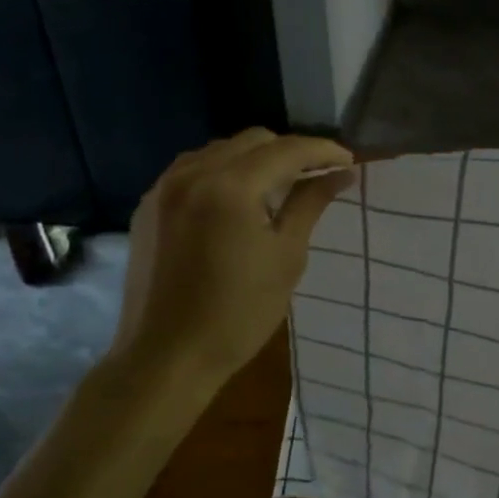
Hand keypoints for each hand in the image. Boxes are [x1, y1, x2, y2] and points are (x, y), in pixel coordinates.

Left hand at [108, 130, 354, 390]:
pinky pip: (193, 170)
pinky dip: (224, 173)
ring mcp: (164, 188)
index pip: (287, 150)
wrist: (168, 356)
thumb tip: (341, 174)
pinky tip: (238, 202)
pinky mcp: (149, 207)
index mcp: (229, 187)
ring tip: (280, 187)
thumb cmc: (239, 313)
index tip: (349, 163)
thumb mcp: (287, 257)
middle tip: (318, 176)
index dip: (323, 151)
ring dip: (256, 160)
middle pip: (253, 141)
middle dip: (290, 152)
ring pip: (220, 151)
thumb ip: (311, 204)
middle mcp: (192, 174)